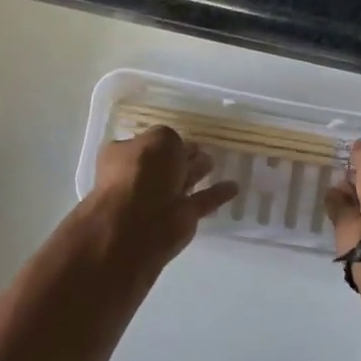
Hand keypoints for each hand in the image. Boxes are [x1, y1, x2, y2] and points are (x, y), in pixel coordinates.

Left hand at [84, 127, 237, 270]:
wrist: (138, 223)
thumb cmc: (142, 172)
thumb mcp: (159, 139)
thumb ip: (171, 139)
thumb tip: (178, 149)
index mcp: (126, 156)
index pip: (148, 144)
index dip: (165, 141)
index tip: (183, 137)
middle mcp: (141, 178)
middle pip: (166, 164)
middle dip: (182, 157)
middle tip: (202, 149)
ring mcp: (161, 200)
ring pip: (183, 182)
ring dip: (198, 172)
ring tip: (215, 163)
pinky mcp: (181, 218)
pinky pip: (202, 201)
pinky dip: (216, 195)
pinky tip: (234, 186)